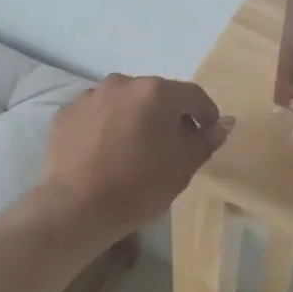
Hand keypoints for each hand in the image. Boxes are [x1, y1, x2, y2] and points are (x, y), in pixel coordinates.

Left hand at [39, 74, 231, 239]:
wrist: (76, 208)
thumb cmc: (139, 186)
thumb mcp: (184, 166)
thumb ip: (207, 140)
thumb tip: (225, 122)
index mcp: (157, 92)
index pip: (193, 95)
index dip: (206, 114)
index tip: (207, 135)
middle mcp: (123, 83)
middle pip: (156, 95)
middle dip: (168, 115)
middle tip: (171, 145)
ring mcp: (91, 95)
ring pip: (124, 102)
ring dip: (135, 118)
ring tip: (134, 149)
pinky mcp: (67, 112)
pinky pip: (97, 114)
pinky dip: (106, 126)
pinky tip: (105, 152)